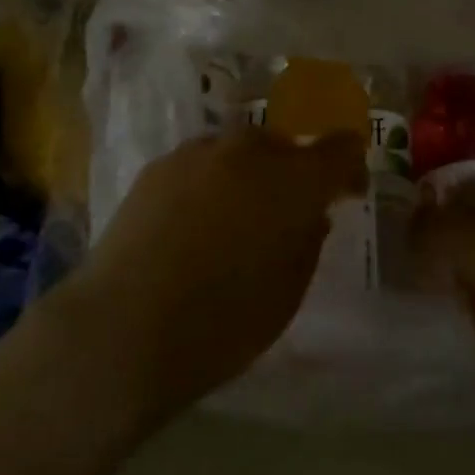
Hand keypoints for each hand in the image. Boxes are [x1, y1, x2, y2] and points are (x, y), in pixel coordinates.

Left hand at [53, 126, 365, 430]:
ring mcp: (201, 152)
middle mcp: (251, 150)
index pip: (339, 148)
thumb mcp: (288, 292)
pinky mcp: (161, 164)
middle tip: (288, 212)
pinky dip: (211, 183)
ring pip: (241, 152)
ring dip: (250, 175)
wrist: (124, 328)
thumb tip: (310, 214)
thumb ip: (308, 241)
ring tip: (236, 217)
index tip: (348, 189)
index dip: (349, 165)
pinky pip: (202, 164)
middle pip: (286, 147)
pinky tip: (194, 221)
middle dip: (294, 173)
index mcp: (294, 179)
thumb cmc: (223, 323)